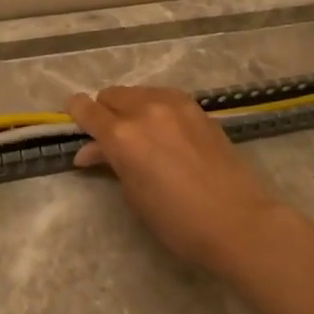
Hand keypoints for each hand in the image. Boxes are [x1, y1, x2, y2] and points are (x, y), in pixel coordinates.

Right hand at [65, 86, 287, 271]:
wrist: (238, 221)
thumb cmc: (177, 221)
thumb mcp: (134, 194)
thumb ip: (110, 163)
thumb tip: (90, 152)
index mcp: (122, 135)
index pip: (87, 109)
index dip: (76, 113)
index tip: (75, 121)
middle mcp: (145, 110)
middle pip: (111, 95)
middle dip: (105, 112)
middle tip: (110, 138)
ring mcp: (175, 105)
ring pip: (139, 92)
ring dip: (131, 107)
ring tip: (140, 134)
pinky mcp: (197, 109)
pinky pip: (164, 97)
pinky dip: (155, 108)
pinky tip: (165, 131)